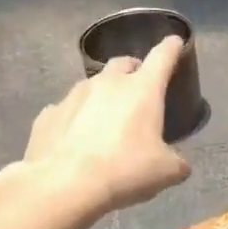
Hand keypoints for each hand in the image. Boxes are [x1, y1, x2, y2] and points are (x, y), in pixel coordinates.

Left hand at [0, 36, 190, 215]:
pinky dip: (75, 118)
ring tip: (105, 119)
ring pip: (92, 85)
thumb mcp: (165, 173)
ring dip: (103, 95)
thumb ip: (177, 162)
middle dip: (133, 71)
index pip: (162, 56)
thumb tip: (179, 163)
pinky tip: (75, 139)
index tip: (175, 42)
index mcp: (142, 89)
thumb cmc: (123, 171)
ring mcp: (73, 95)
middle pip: (123, 63)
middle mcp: (107, 83)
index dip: (171, 47)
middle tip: (139, 90)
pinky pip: (66, 109)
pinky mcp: (48, 114)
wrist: (63, 186)